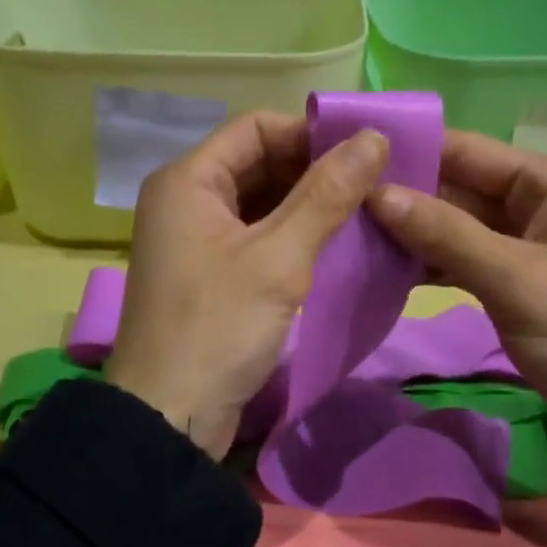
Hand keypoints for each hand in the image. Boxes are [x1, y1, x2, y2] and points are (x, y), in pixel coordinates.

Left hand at [105, 112, 389, 458]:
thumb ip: (327, 194)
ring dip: (309, 205)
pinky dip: (294, 236)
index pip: (256, 128)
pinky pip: (257, 237)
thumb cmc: (218, 328)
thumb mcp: (278, 258)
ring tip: (367, 211)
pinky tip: (337, 245)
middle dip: (315, 170)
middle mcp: (186, 199)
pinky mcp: (210, 274)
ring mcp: (196, 239)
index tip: (366, 151)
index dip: (311, 133)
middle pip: (259, 163)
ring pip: (261, 202)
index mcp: (187, 180)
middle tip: (377, 183)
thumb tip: (375, 136)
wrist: (168, 418)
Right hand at [369, 130, 546, 448]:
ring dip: (411, 230)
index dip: (411, 150)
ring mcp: (524, 242)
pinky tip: (384, 267)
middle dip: (404, 193)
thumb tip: (376, 193)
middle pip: (458, 185)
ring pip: (455, 222)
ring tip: (349, 232)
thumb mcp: (516, 280)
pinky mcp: (514, 277)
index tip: (349, 156)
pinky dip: (429, 261)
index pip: (468, 150)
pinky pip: (462, 256)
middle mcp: (537, 201)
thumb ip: (446, 234)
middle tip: (338, 201)